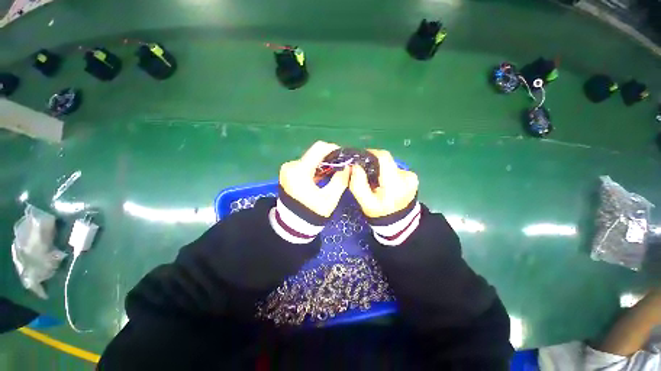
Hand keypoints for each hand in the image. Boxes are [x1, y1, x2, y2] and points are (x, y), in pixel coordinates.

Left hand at [279, 141, 349, 217]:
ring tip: (333, 172)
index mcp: (299, 171)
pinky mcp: (288, 173)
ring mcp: (288, 169)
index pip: (319, 149)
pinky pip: (304, 164)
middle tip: (341, 166)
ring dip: (323, 163)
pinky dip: (315, 168)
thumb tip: (348, 167)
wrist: (292, 225)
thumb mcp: (330, 198)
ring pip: (310, 158)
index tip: (344, 156)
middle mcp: (291, 166)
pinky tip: (323, 175)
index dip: (334, 149)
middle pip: (314, 153)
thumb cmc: (312, 214)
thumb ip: (341, 179)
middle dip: (329, 157)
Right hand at [349, 149, 417, 217]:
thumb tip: (354, 165)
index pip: (384, 157)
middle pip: (386, 160)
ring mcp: (411, 176)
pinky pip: (395, 169)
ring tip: (375, 181)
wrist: (399, 223)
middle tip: (365, 173)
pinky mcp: (412, 177)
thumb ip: (357, 184)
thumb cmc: (380, 213)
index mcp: (395, 183)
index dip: (370, 153)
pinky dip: (387, 173)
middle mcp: (407, 176)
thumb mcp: (365, 202)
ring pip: (390, 164)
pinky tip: (384, 183)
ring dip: (380, 169)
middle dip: (373, 163)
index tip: (360, 158)